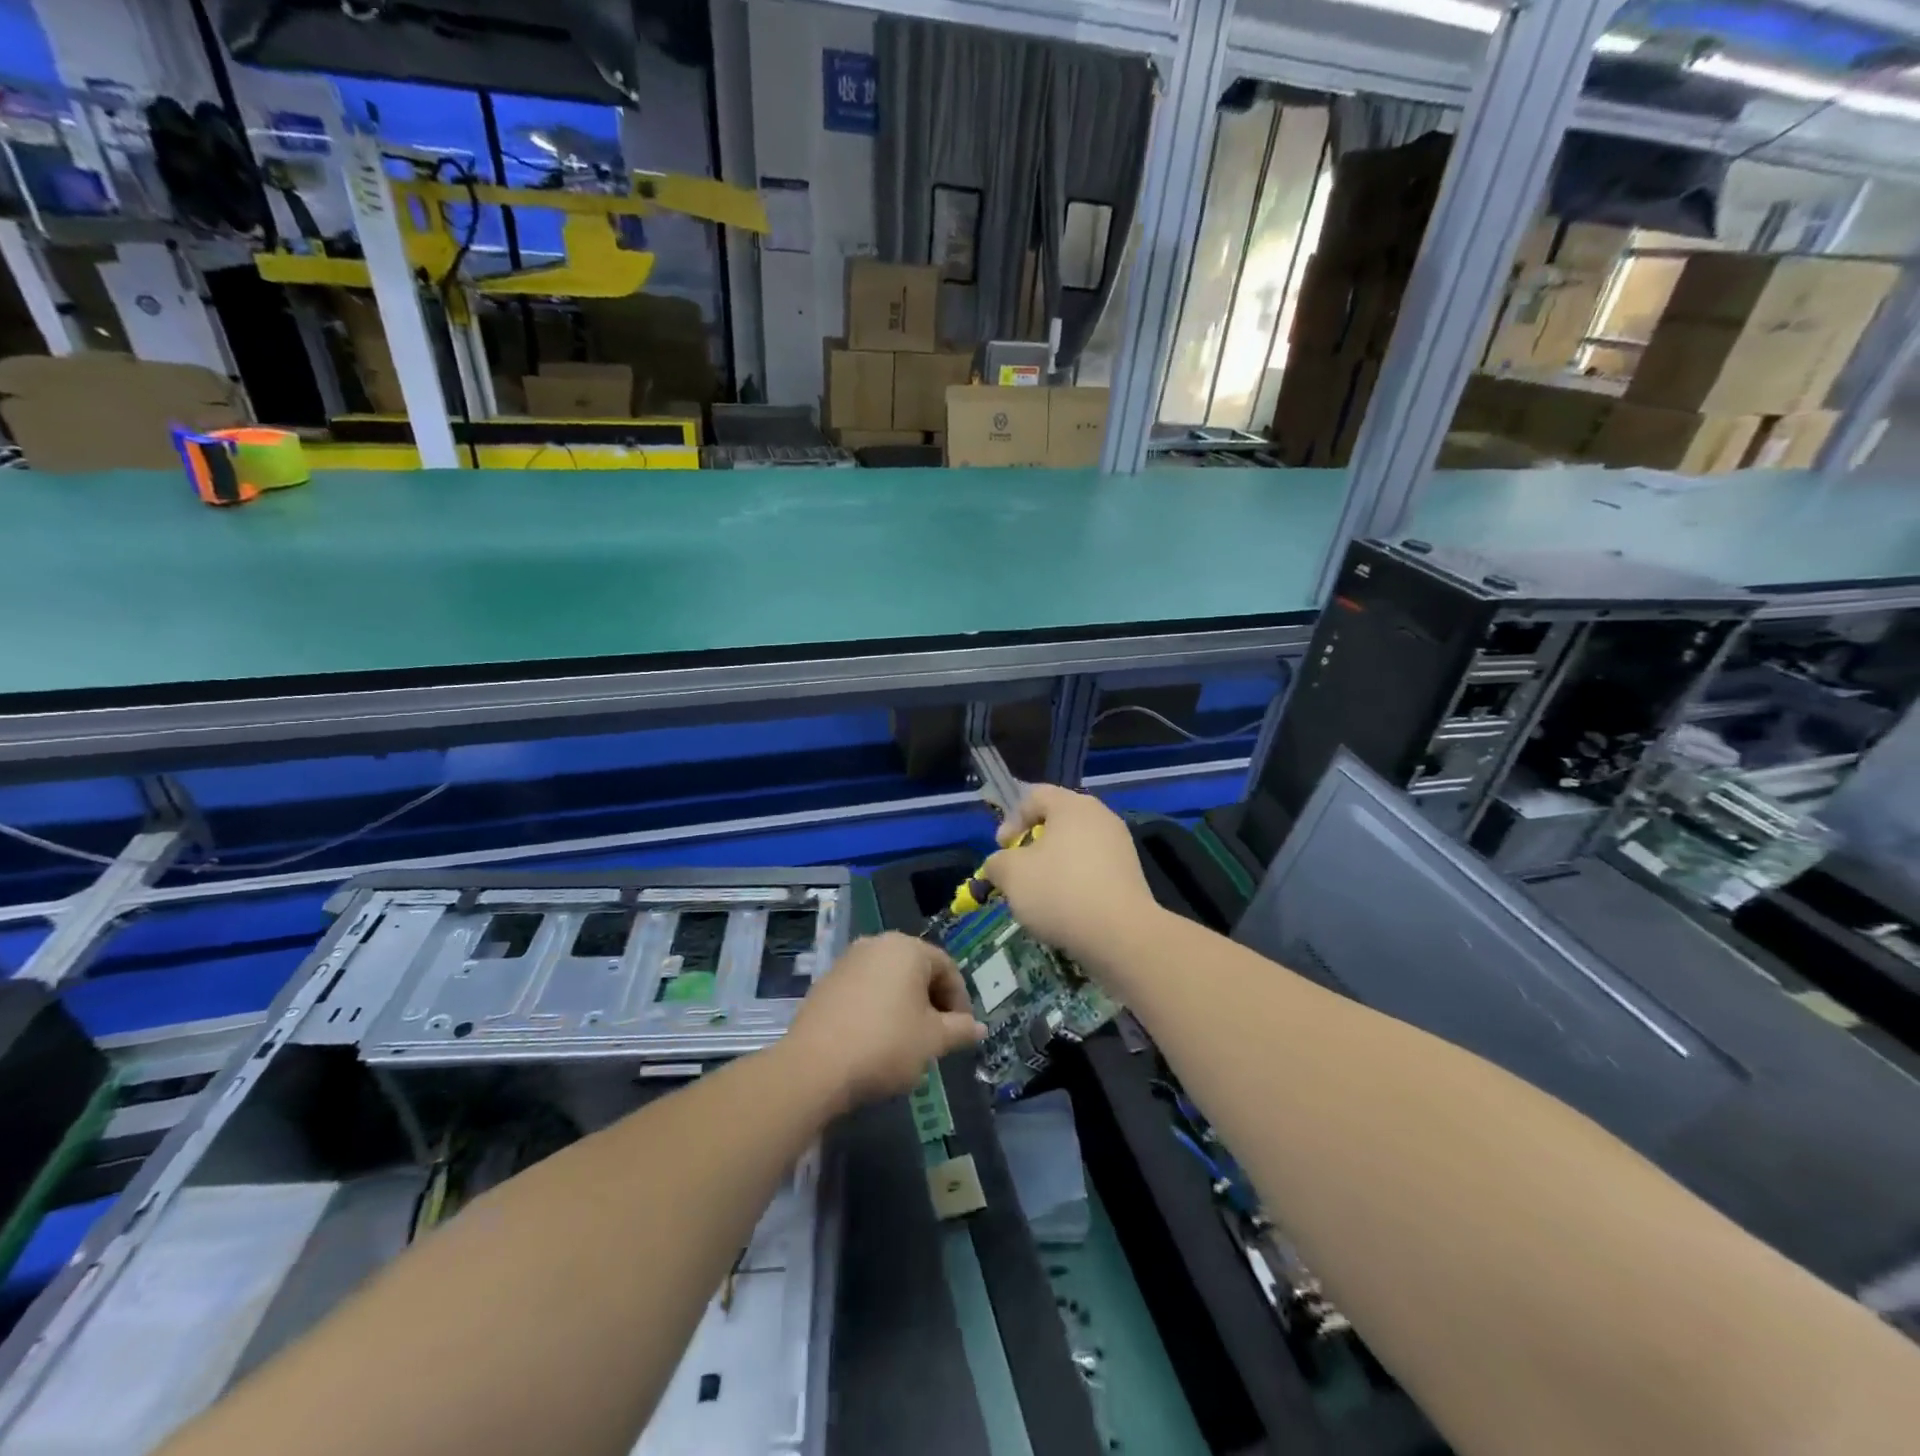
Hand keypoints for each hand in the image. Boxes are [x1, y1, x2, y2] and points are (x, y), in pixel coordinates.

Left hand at [784, 932, 985, 1113]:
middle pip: (917, 970)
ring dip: (905, 1006)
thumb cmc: (886, 1045)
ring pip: (889, 980)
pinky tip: (876, 1040)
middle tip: (937, 1037)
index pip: (947, 968)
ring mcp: (847, 961)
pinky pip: (864, 990)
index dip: (960, 1001)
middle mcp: (877, 944)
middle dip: (932, 1002)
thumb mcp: (933, 1041)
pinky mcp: (826, 982)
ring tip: (907, 1041)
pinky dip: (877, 1009)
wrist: (814, 1067)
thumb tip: (979, 1028)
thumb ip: (960, 1030)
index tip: (961, 1032)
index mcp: (907, 948)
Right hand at [982, 784, 1161, 967]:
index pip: (1034, 796)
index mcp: (1072, 805)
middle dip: (1032, 845)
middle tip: (1019, 871)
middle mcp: (1100, 816)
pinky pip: (1093, 869)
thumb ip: (997, 862)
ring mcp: (1120, 845)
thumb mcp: (1011, 874)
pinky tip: (1067, 909)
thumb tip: (999, 864)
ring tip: (1041, 896)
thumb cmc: (1059, 891)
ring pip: (1075, 847)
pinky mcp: (1131, 874)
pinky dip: (1076, 882)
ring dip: (1054, 866)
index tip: (1002, 849)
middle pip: (1057, 821)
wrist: (1121, 934)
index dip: (1011, 820)